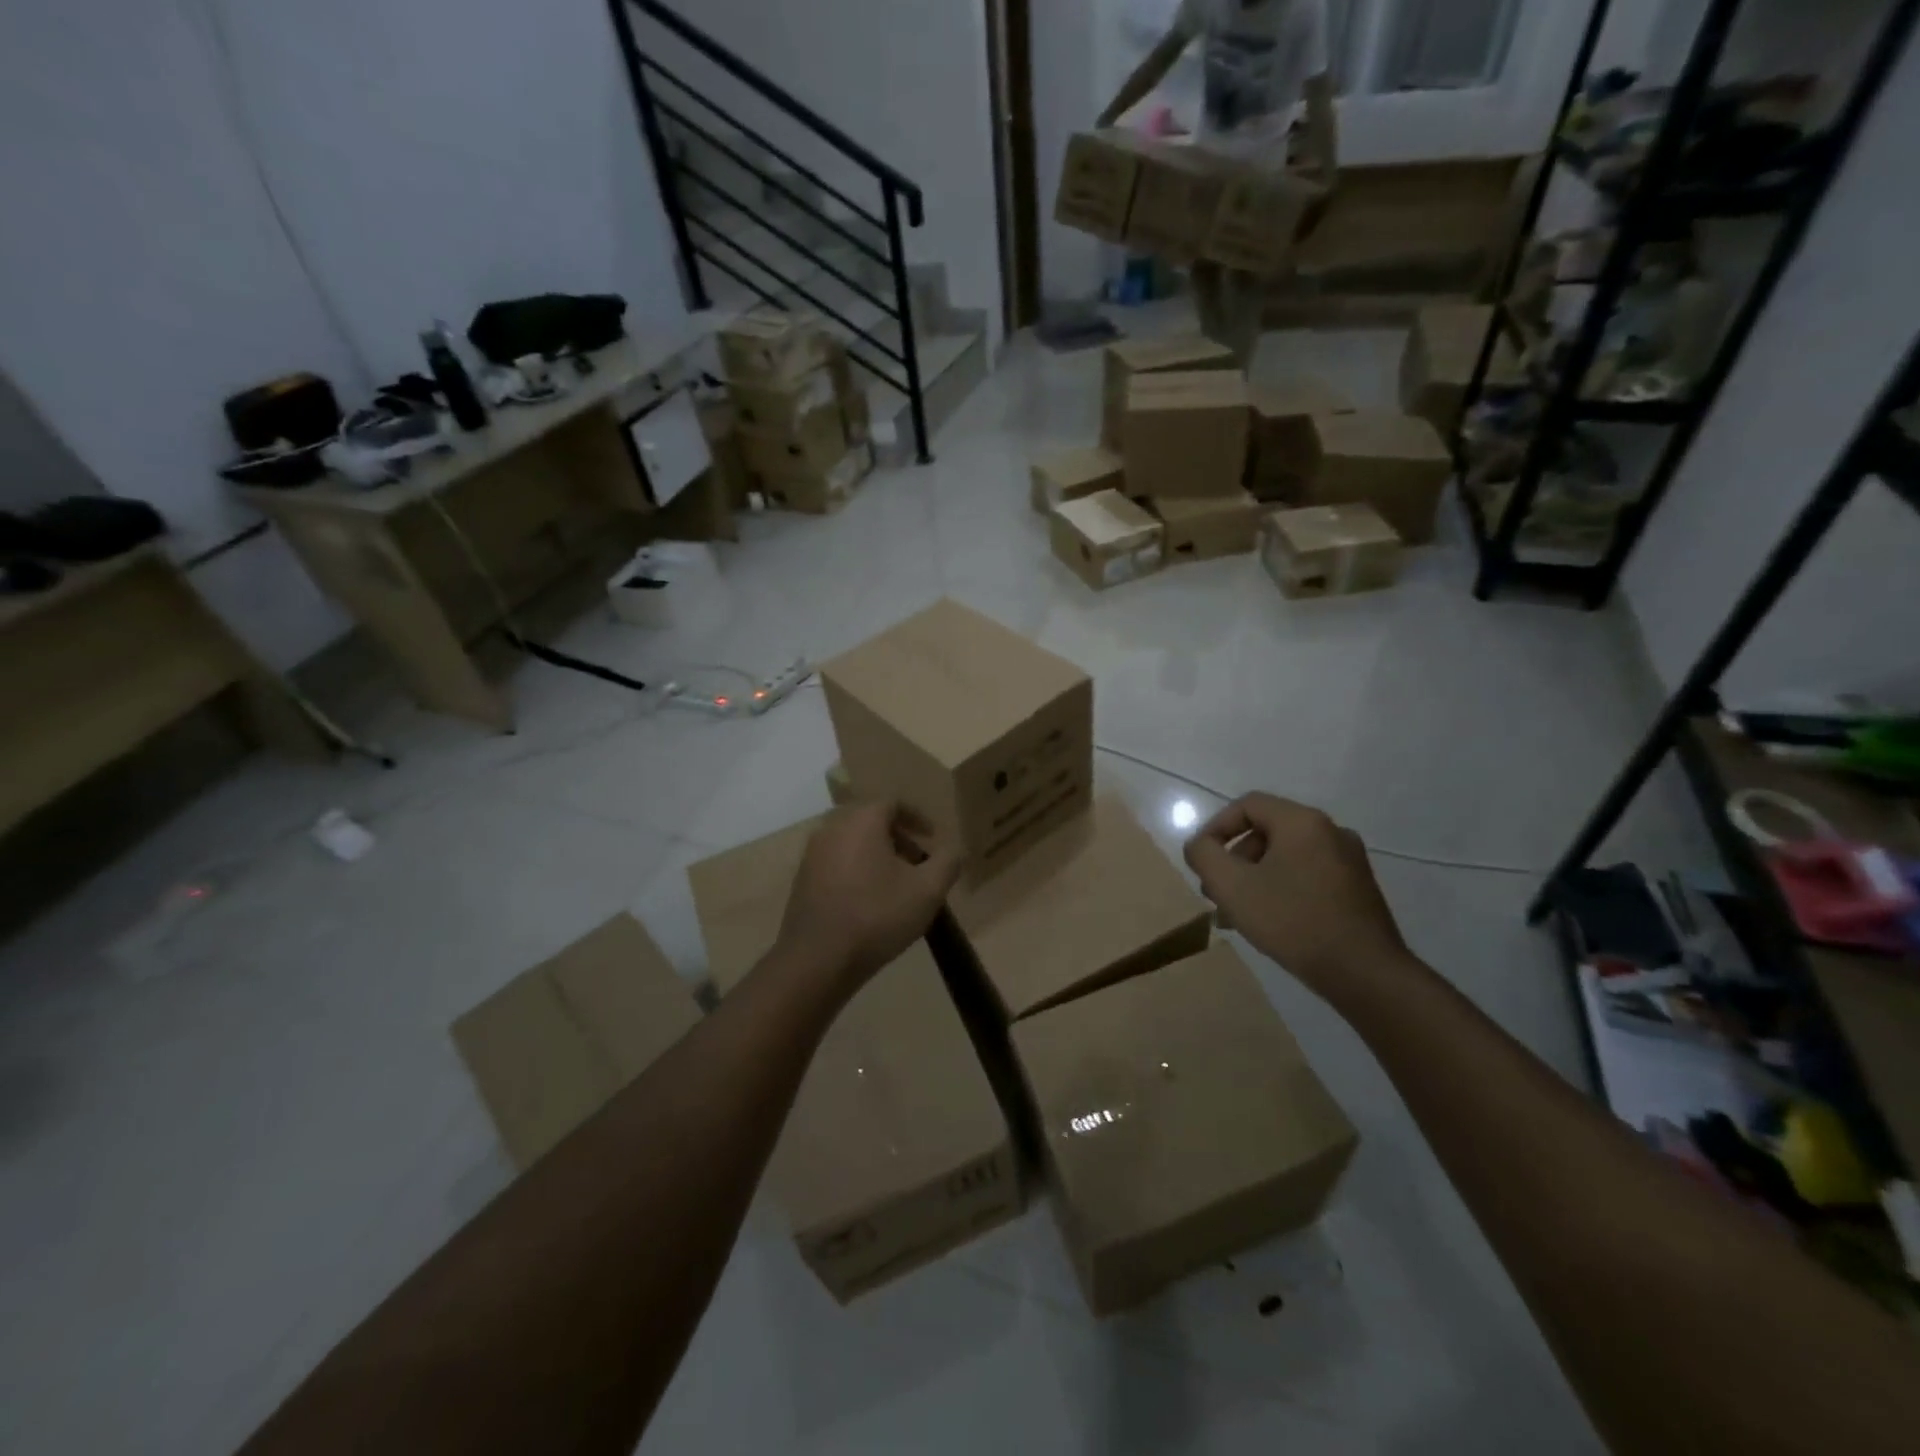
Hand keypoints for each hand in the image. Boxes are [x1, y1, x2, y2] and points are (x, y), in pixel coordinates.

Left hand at [777, 802, 961, 994]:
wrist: (818, 960)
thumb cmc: (877, 916)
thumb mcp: (928, 890)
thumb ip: (947, 862)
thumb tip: (954, 850)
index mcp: (861, 820)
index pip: (893, 803)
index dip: (917, 818)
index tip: (933, 838)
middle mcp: (832, 828)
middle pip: (870, 820)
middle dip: (897, 836)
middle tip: (917, 860)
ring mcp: (812, 854)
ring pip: (851, 841)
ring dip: (876, 853)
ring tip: (896, 882)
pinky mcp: (802, 879)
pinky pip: (836, 861)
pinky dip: (856, 869)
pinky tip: (869, 899)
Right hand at [1184, 794, 1410, 1000]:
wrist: (1365, 973)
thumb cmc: (1292, 921)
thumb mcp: (1231, 886)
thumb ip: (1204, 855)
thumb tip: (1200, 845)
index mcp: (1302, 822)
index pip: (1247, 805)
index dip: (1216, 827)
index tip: (1202, 860)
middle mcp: (1330, 832)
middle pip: (1266, 831)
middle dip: (1234, 859)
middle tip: (1217, 892)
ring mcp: (1349, 861)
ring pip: (1285, 857)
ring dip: (1254, 878)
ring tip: (1237, 913)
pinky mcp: (1358, 889)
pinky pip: (1307, 876)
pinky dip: (1281, 889)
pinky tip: (1270, 922)